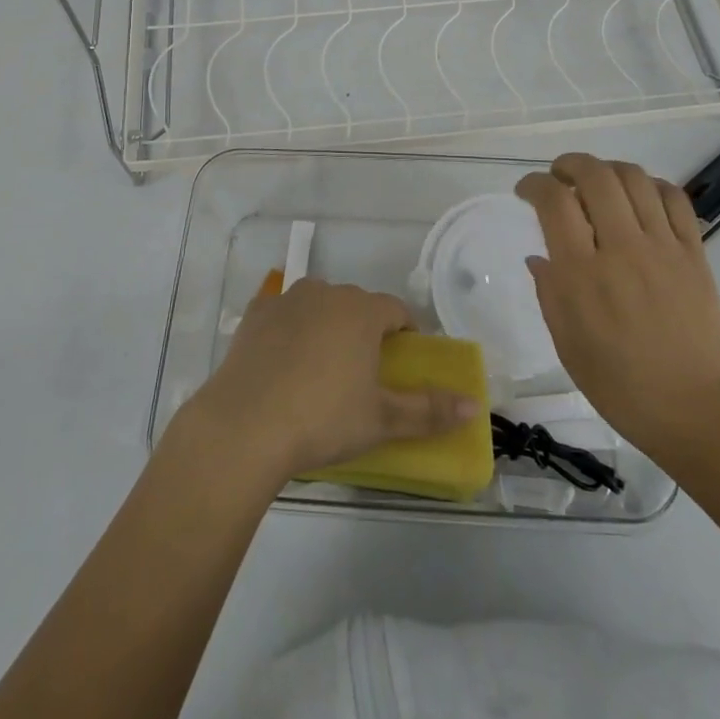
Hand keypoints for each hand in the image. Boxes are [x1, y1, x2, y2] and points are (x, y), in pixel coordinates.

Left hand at [179, 279, 478, 486]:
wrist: (245, 425)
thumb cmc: (323, 419)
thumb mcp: (382, 420)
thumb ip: (429, 410)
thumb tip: (473, 406)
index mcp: (362, 311)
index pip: (396, 309)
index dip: (405, 332)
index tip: (403, 360)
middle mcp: (326, 293)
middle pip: (357, 303)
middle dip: (366, 328)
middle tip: (364, 371)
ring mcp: (286, 299)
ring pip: (319, 303)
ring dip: (327, 323)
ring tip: (322, 365)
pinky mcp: (255, 313)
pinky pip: (282, 312)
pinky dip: (288, 327)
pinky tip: (283, 358)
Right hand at [518, 153, 719, 467]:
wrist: (699, 411)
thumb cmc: (622, 387)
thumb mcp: (568, 346)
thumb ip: (550, 294)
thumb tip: (539, 256)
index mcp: (583, 275)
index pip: (554, 201)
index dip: (533, 184)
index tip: (525, 191)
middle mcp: (621, 249)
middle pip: (594, 176)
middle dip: (569, 164)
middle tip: (558, 176)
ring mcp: (663, 247)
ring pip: (634, 178)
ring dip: (608, 169)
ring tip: (596, 182)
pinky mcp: (694, 253)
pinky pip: (674, 198)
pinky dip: (652, 185)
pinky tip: (639, 197)